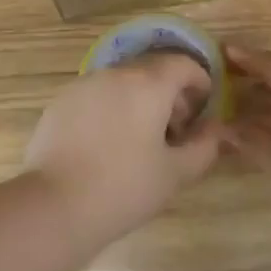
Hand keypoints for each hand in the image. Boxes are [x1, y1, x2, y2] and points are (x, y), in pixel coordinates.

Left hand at [24, 54, 221, 253]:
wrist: (54, 206)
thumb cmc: (124, 188)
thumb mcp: (176, 173)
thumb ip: (204, 146)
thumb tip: (216, 129)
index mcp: (149, 84)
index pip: (183, 64)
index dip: (200, 81)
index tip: (203, 108)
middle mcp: (116, 73)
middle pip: (152, 70)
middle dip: (170, 93)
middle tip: (175, 130)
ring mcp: (84, 85)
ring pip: (122, 81)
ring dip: (139, 100)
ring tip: (140, 140)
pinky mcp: (60, 102)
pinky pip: (96, 95)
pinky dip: (111, 108)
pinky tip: (106, 144)